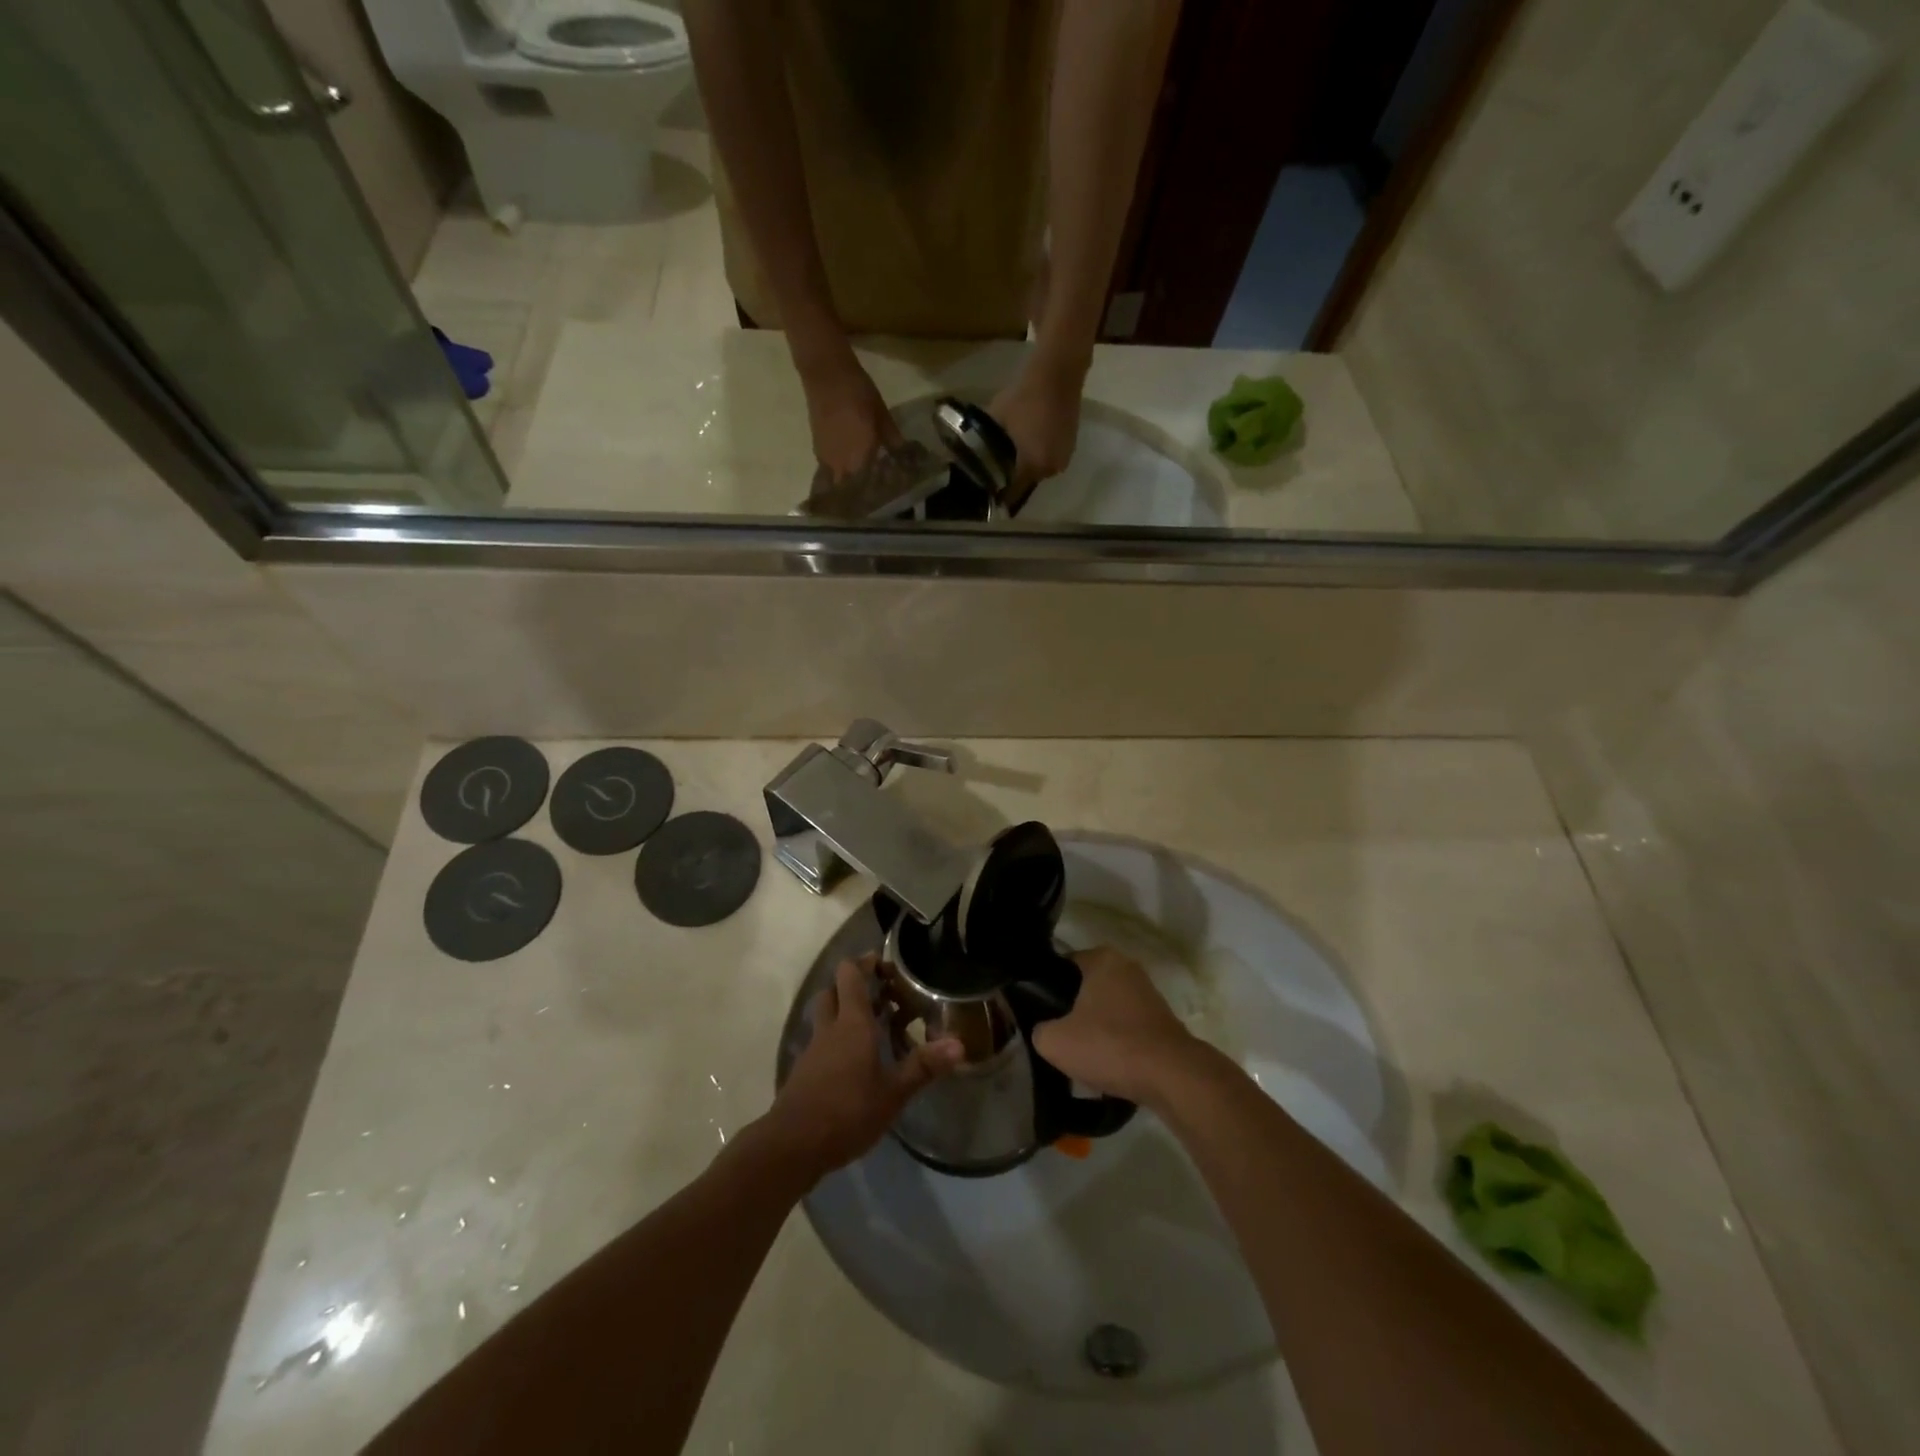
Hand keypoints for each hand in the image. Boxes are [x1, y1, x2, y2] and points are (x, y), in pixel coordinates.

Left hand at [763, 956, 962, 1180]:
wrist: (792, 1145)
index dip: (865, 963)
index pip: (850, 975)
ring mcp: (813, 1049)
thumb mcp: (893, 1093)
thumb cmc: (847, 1111)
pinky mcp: (804, 1071)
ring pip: (825, 1015)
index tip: (885, 964)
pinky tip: (854, 1061)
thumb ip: (923, 1066)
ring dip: (843, 1011)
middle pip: (833, 990)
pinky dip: (835, 1039)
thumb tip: (960, 1044)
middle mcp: (829, 1028)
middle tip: (880, 995)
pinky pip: (821, 1041)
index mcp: (852, 1023)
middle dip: (852, 985)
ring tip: (872, 1026)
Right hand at [802, 358, 902, 482]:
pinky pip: (828, 471)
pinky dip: (838, 473)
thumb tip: (903, 455)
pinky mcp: (817, 450)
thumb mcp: (882, 415)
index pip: (869, 487)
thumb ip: (892, 439)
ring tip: (858, 483)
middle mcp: (841, 464)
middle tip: (871, 492)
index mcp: (860, 457)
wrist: (825, 374)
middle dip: (859, 494)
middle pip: (850, 491)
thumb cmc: (858, 393)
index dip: (876, 493)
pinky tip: (847, 467)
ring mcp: (826, 459)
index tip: (884, 495)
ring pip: (838, 482)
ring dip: (847, 485)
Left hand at [990, 352, 1085, 506]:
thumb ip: (987, 447)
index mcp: (1032, 465)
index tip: (985, 493)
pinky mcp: (1069, 447)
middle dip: (1011, 480)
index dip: (998, 494)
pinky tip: (1028, 444)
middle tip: (995, 472)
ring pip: (1038, 472)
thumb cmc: (1023, 397)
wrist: (1058, 374)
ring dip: (1025, 468)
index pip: (1012, 493)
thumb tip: (976, 462)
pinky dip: (1037, 456)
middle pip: (1026, 484)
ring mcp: (1062, 458)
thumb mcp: (996, 421)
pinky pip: (1048, 459)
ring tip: (1011, 457)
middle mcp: (1050, 469)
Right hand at [1029, 947, 1200, 1107]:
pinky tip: (1108, 1067)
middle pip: (1086, 988)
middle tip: (1057, 1036)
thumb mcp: (1055, 1041)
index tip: (1039, 1013)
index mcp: (1102, 958)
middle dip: (1072, 1011)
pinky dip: (1117, 1044)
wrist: (1171, 1077)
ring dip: (1095, 1029)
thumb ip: (1039, 1030)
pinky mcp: (1162, 1021)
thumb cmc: (1109, 1045)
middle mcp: (1127, 967)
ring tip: (1082, 1057)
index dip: (1046, 989)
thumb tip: (1044, 1031)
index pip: (1062, 965)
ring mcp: (1148, 994)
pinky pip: (1127, 1028)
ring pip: (1107, 1009)